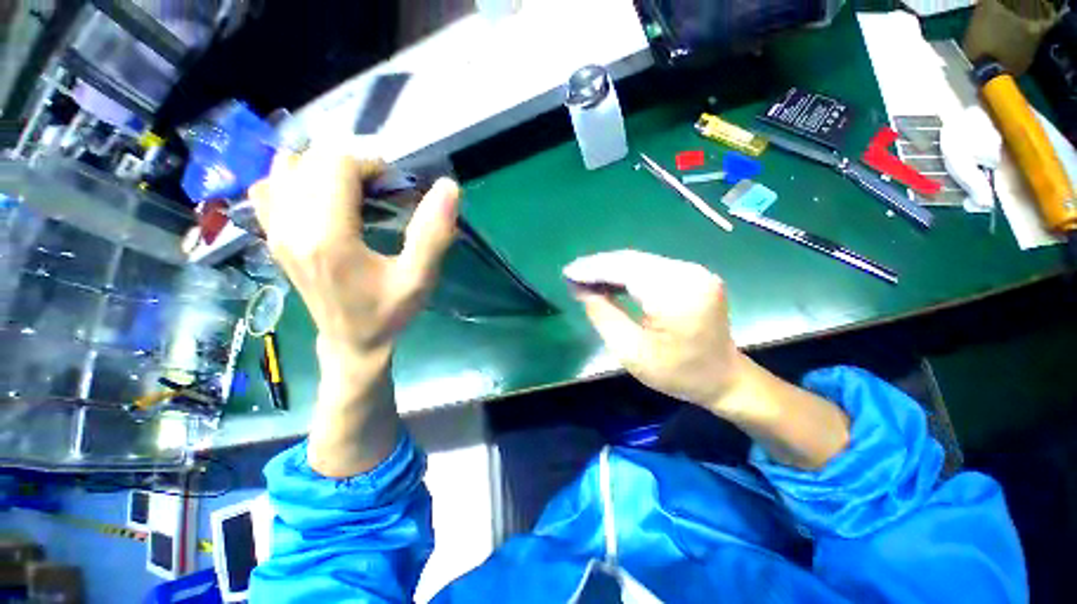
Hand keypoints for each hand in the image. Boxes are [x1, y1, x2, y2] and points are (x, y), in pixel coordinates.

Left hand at [250, 145, 459, 476]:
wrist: (351, 343)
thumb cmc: (388, 312)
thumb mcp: (419, 278)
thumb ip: (433, 233)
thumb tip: (448, 187)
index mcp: (328, 237)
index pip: (336, 165)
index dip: (371, 165)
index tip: (395, 187)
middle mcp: (291, 226)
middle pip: (310, 160)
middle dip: (351, 164)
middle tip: (380, 190)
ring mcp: (275, 231)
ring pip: (285, 167)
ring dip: (322, 168)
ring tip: (352, 190)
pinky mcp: (273, 237)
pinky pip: (270, 187)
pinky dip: (295, 179)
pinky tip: (321, 198)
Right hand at [565, 249, 849, 468]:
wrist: (724, 378)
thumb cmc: (677, 373)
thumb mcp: (630, 351)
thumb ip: (603, 315)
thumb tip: (581, 289)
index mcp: (676, 295)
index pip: (625, 270)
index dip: (593, 269)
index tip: (568, 272)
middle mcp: (689, 274)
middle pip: (633, 260)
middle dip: (599, 266)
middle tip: (573, 274)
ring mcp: (694, 271)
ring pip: (641, 261)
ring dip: (611, 268)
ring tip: (586, 277)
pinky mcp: (693, 275)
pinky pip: (652, 267)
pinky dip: (627, 272)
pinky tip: (611, 280)